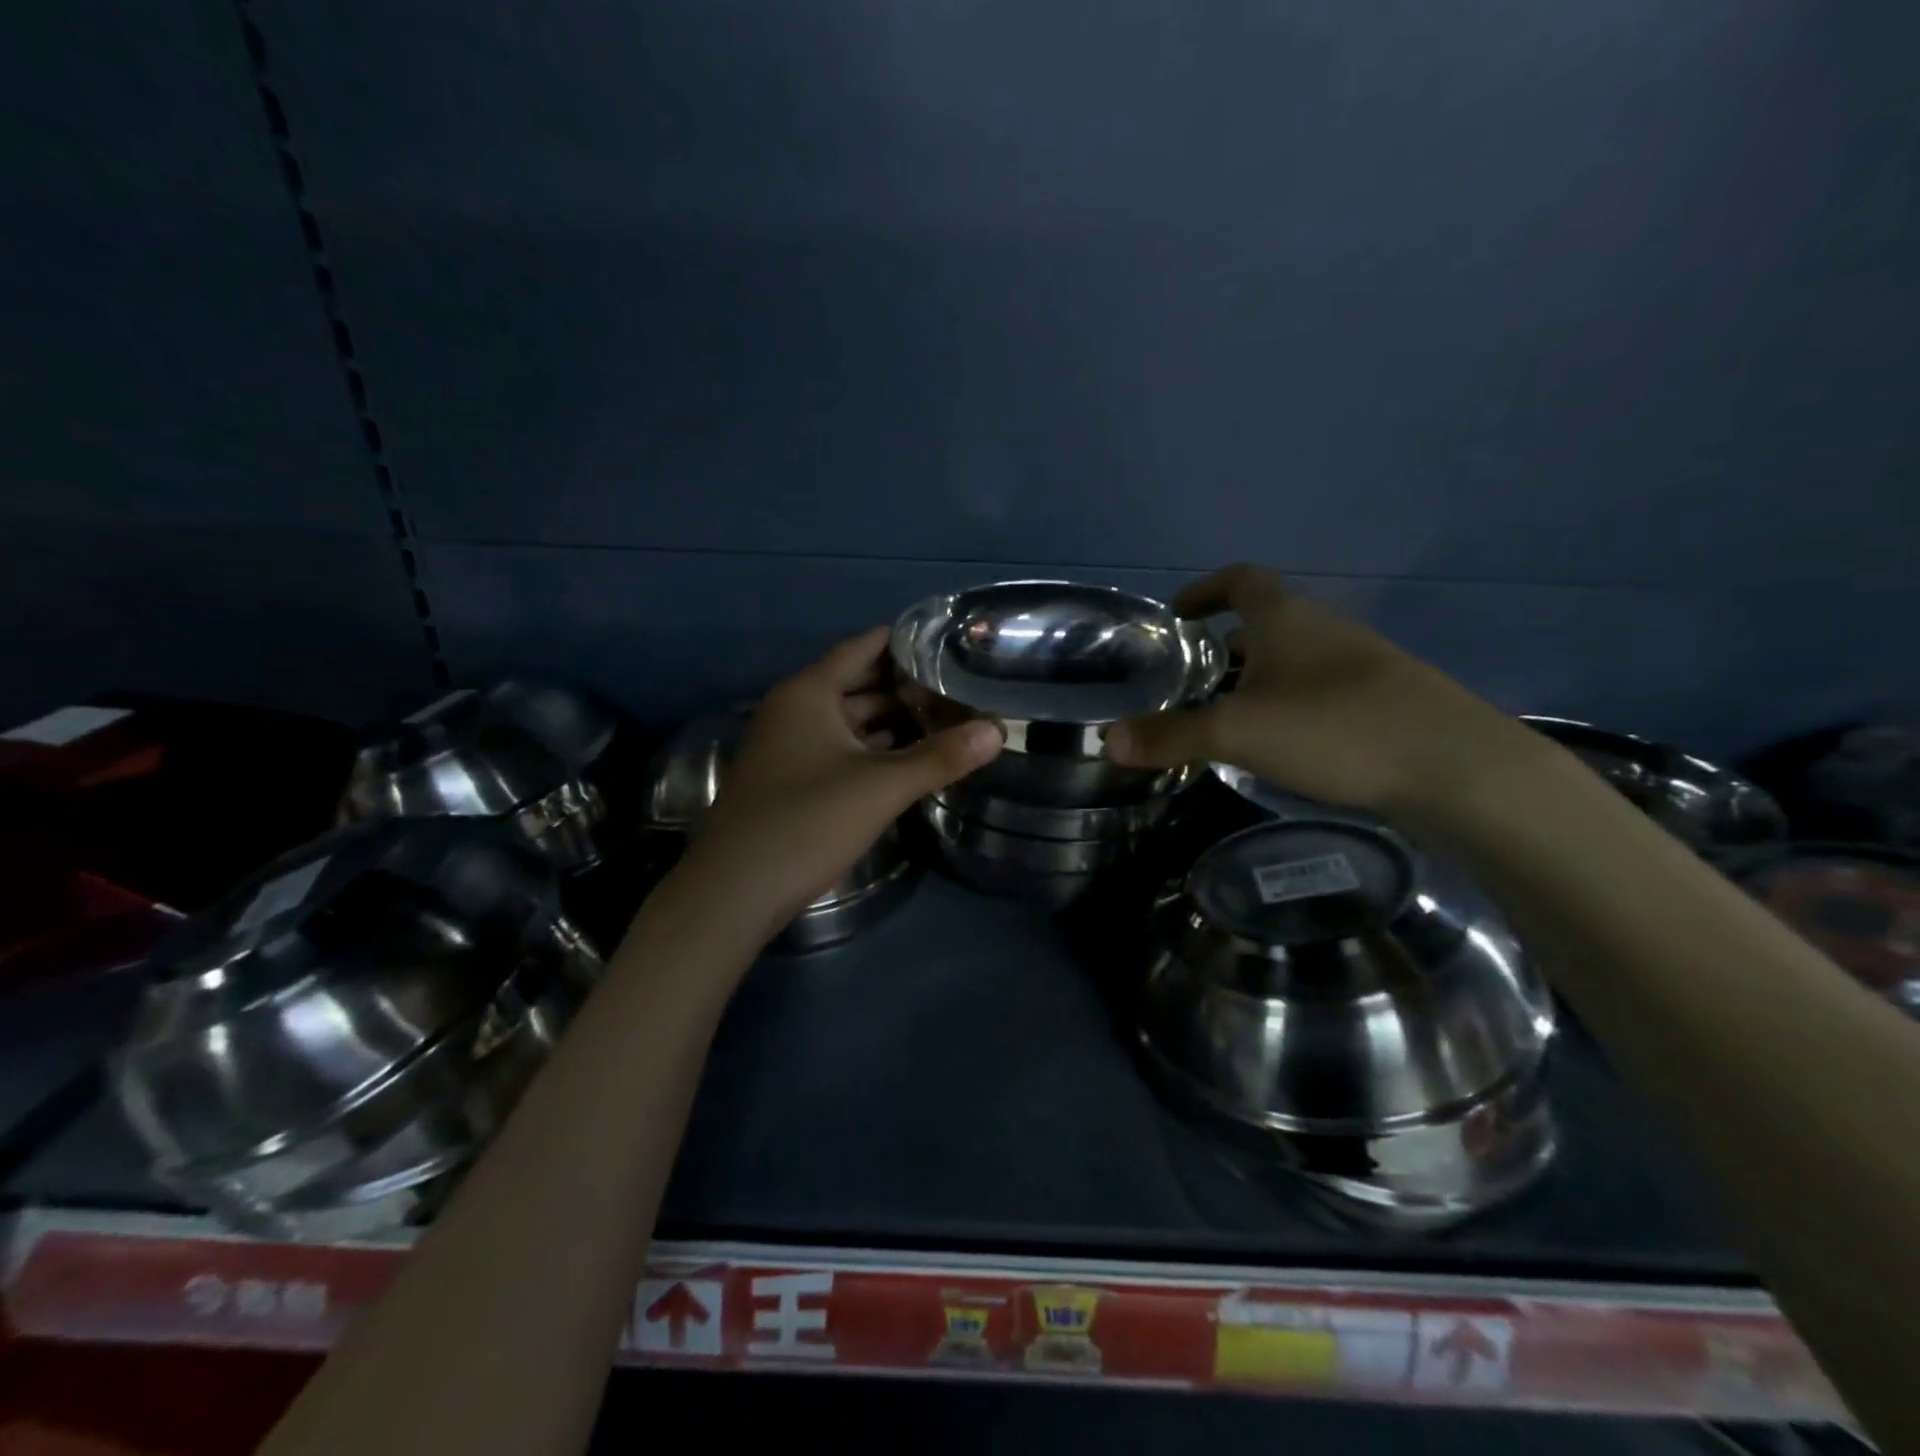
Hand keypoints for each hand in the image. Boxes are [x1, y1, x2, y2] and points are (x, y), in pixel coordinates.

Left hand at [679, 627, 1003, 938]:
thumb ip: (940, 757)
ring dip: (890, 720)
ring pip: (847, 720)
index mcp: (809, 693)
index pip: (861, 648)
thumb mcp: (881, 787)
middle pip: (856, 683)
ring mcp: (789, 747)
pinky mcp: (791, 781)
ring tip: (943, 716)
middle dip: (904, 684)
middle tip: (957, 682)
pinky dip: (871, 749)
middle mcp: (794, 710)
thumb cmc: (806, 822)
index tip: (949, 641)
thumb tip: (999, 730)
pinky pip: (839, 749)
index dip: (903, 642)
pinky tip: (906, 759)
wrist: (734, 890)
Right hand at [1106, 564, 1527, 815]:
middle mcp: (1323, 629)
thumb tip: (1107, 740)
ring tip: (1225, 713)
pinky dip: (1288, 702)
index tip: (1179, 612)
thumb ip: (1171, 735)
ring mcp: (1358, 664)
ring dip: (1258, 675)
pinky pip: (1318, 689)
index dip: (1205, 590)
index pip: (1240, 581)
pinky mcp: (1381, 701)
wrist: (1455, 767)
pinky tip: (1279, 743)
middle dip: (1226, 641)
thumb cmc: (1335, 728)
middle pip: (1267, 620)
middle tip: (1190, 675)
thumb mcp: (1238, 732)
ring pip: (1294, 657)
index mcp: (1286, 618)